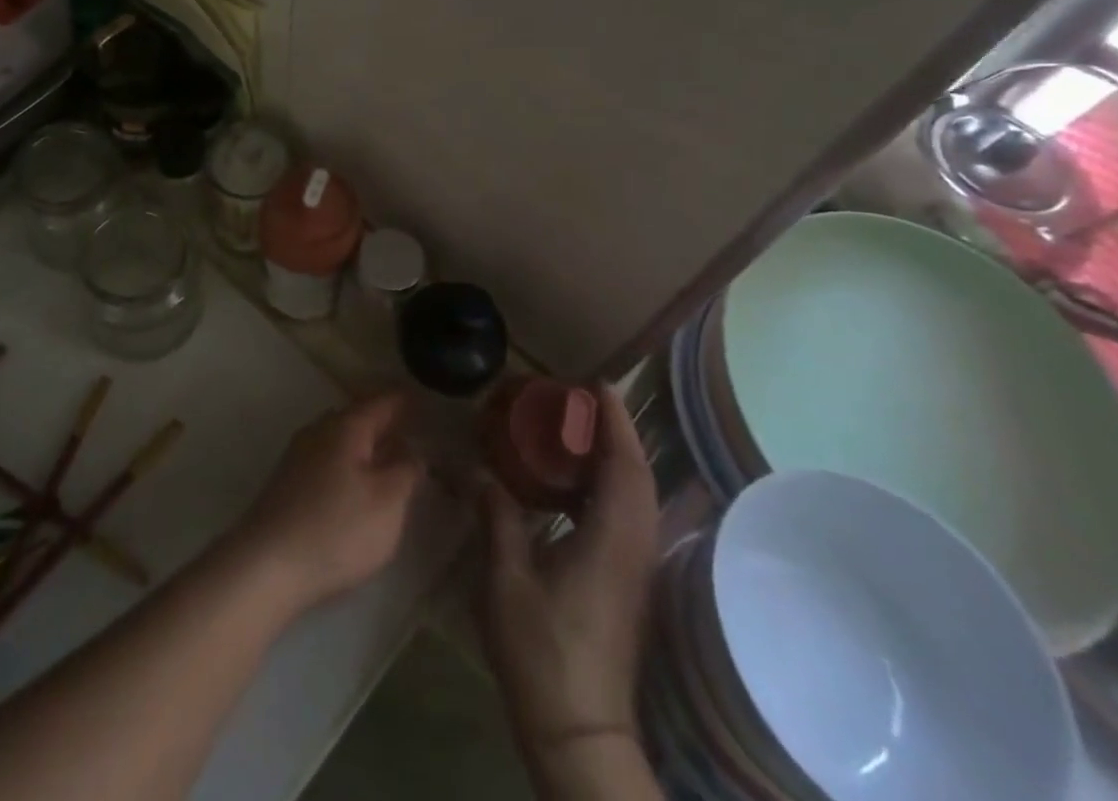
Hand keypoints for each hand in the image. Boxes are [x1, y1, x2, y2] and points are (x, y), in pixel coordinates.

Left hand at [227, 393, 424, 614]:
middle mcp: (318, 430)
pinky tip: (356, 482)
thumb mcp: (387, 502)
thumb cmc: (337, 528)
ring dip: (364, 443)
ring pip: (339, 438)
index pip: (380, 402)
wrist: (267, 564)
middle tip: (410, 426)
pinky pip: (327, 458)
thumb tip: (411, 450)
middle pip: (357, 416)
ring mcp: (298, 455)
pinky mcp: (288, 482)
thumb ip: (405, 471)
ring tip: (388, 455)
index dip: (403, 399)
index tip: (422, 397)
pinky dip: (348, 462)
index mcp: (345, 426)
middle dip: (383, 421)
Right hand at [477, 384, 658, 748]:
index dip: (615, 422)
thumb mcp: (506, 579)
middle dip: (618, 432)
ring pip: (639, 499)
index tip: (598, 385)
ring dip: (617, 459)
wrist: (580, 731)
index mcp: (609, 540)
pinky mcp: (627, 586)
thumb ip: (497, 517)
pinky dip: (609, 487)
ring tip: (579, 433)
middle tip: (584, 402)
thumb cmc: (542, 652)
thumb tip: (478, 472)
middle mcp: (633, 549)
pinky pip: (628, 517)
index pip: (624, 466)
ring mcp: (634, 570)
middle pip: (639, 477)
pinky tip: (574, 489)